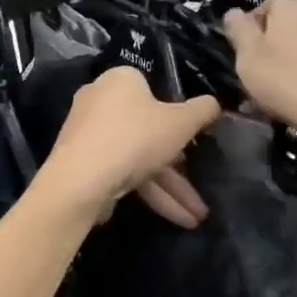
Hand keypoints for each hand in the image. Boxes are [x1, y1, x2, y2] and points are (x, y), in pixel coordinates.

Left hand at [38, 67, 220, 228]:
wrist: (81, 180)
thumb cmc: (135, 138)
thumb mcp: (181, 123)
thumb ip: (202, 111)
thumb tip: (215, 103)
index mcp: (120, 79)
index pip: (154, 89)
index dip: (178, 114)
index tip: (195, 138)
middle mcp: (100, 100)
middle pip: (148, 129)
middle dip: (179, 166)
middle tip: (201, 185)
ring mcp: (89, 133)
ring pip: (138, 156)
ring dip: (170, 188)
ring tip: (197, 217)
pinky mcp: (83, 162)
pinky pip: (123, 171)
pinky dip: (149, 192)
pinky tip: (175, 217)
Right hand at [223, 0, 296, 146]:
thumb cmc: (288, 81)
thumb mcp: (248, 58)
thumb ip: (239, 31)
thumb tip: (233, 12)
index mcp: (291, 8)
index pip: (268, 3)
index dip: (253, 24)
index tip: (244, 49)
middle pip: (289, 24)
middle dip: (274, 44)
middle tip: (261, 72)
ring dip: (295, 60)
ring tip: (284, 91)